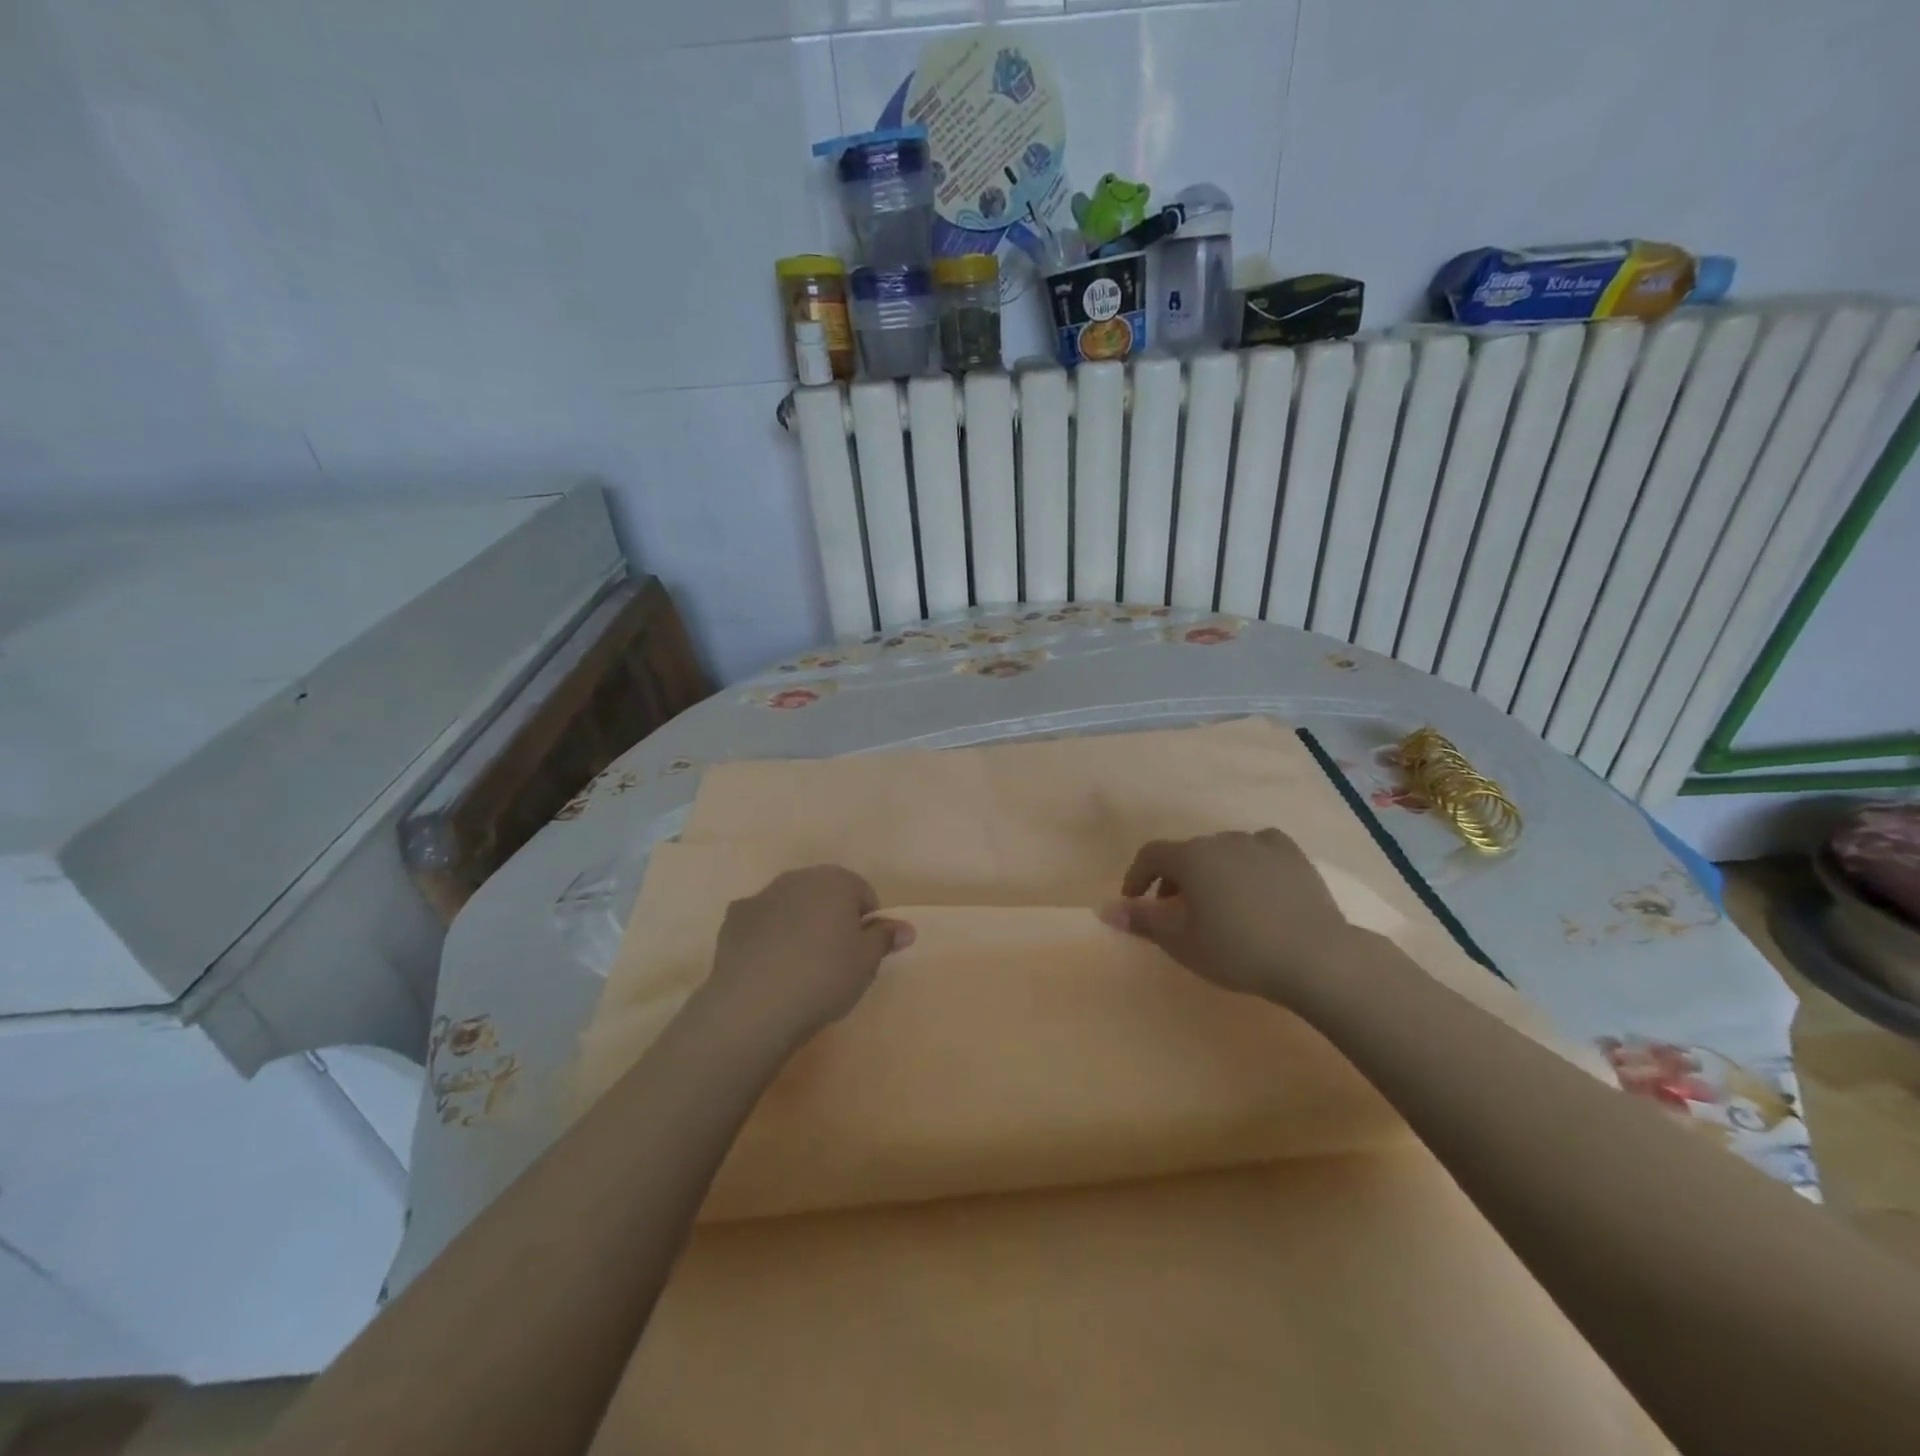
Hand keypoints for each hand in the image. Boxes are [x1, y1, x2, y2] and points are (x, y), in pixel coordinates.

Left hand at [703, 866, 913, 1048]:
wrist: (754, 1004)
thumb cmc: (824, 977)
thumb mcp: (867, 962)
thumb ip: (885, 938)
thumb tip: (905, 928)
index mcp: (836, 881)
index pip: (863, 893)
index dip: (866, 922)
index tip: (862, 953)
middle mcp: (798, 878)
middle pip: (824, 894)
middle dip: (831, 918)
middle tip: (835, 959)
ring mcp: (762, 895)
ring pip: (791, 905)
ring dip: (799, 925)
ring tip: (800, 967)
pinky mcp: (734, 919)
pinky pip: (761, 923)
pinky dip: (768, 937)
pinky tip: (769, 967)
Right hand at [1100, 830, 1367, 1003]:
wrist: (1315, 956)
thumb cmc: (1238, 950)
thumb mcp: (1181, 942)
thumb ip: (1142, 920)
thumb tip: (1105, 909)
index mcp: (1191, 857)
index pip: (1151, 856)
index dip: (1136, 876)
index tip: (1134, 901)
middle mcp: (1222, 840)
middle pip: (1187, 853)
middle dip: (1174, 879)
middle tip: (1176, 911)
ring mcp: (1260, 844)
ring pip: (1223, 851)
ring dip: (1210, 871)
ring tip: (1217, 903)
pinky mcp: (1292, 854)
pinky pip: (1259, 849)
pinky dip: (1248, 862)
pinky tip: (1256, 883)